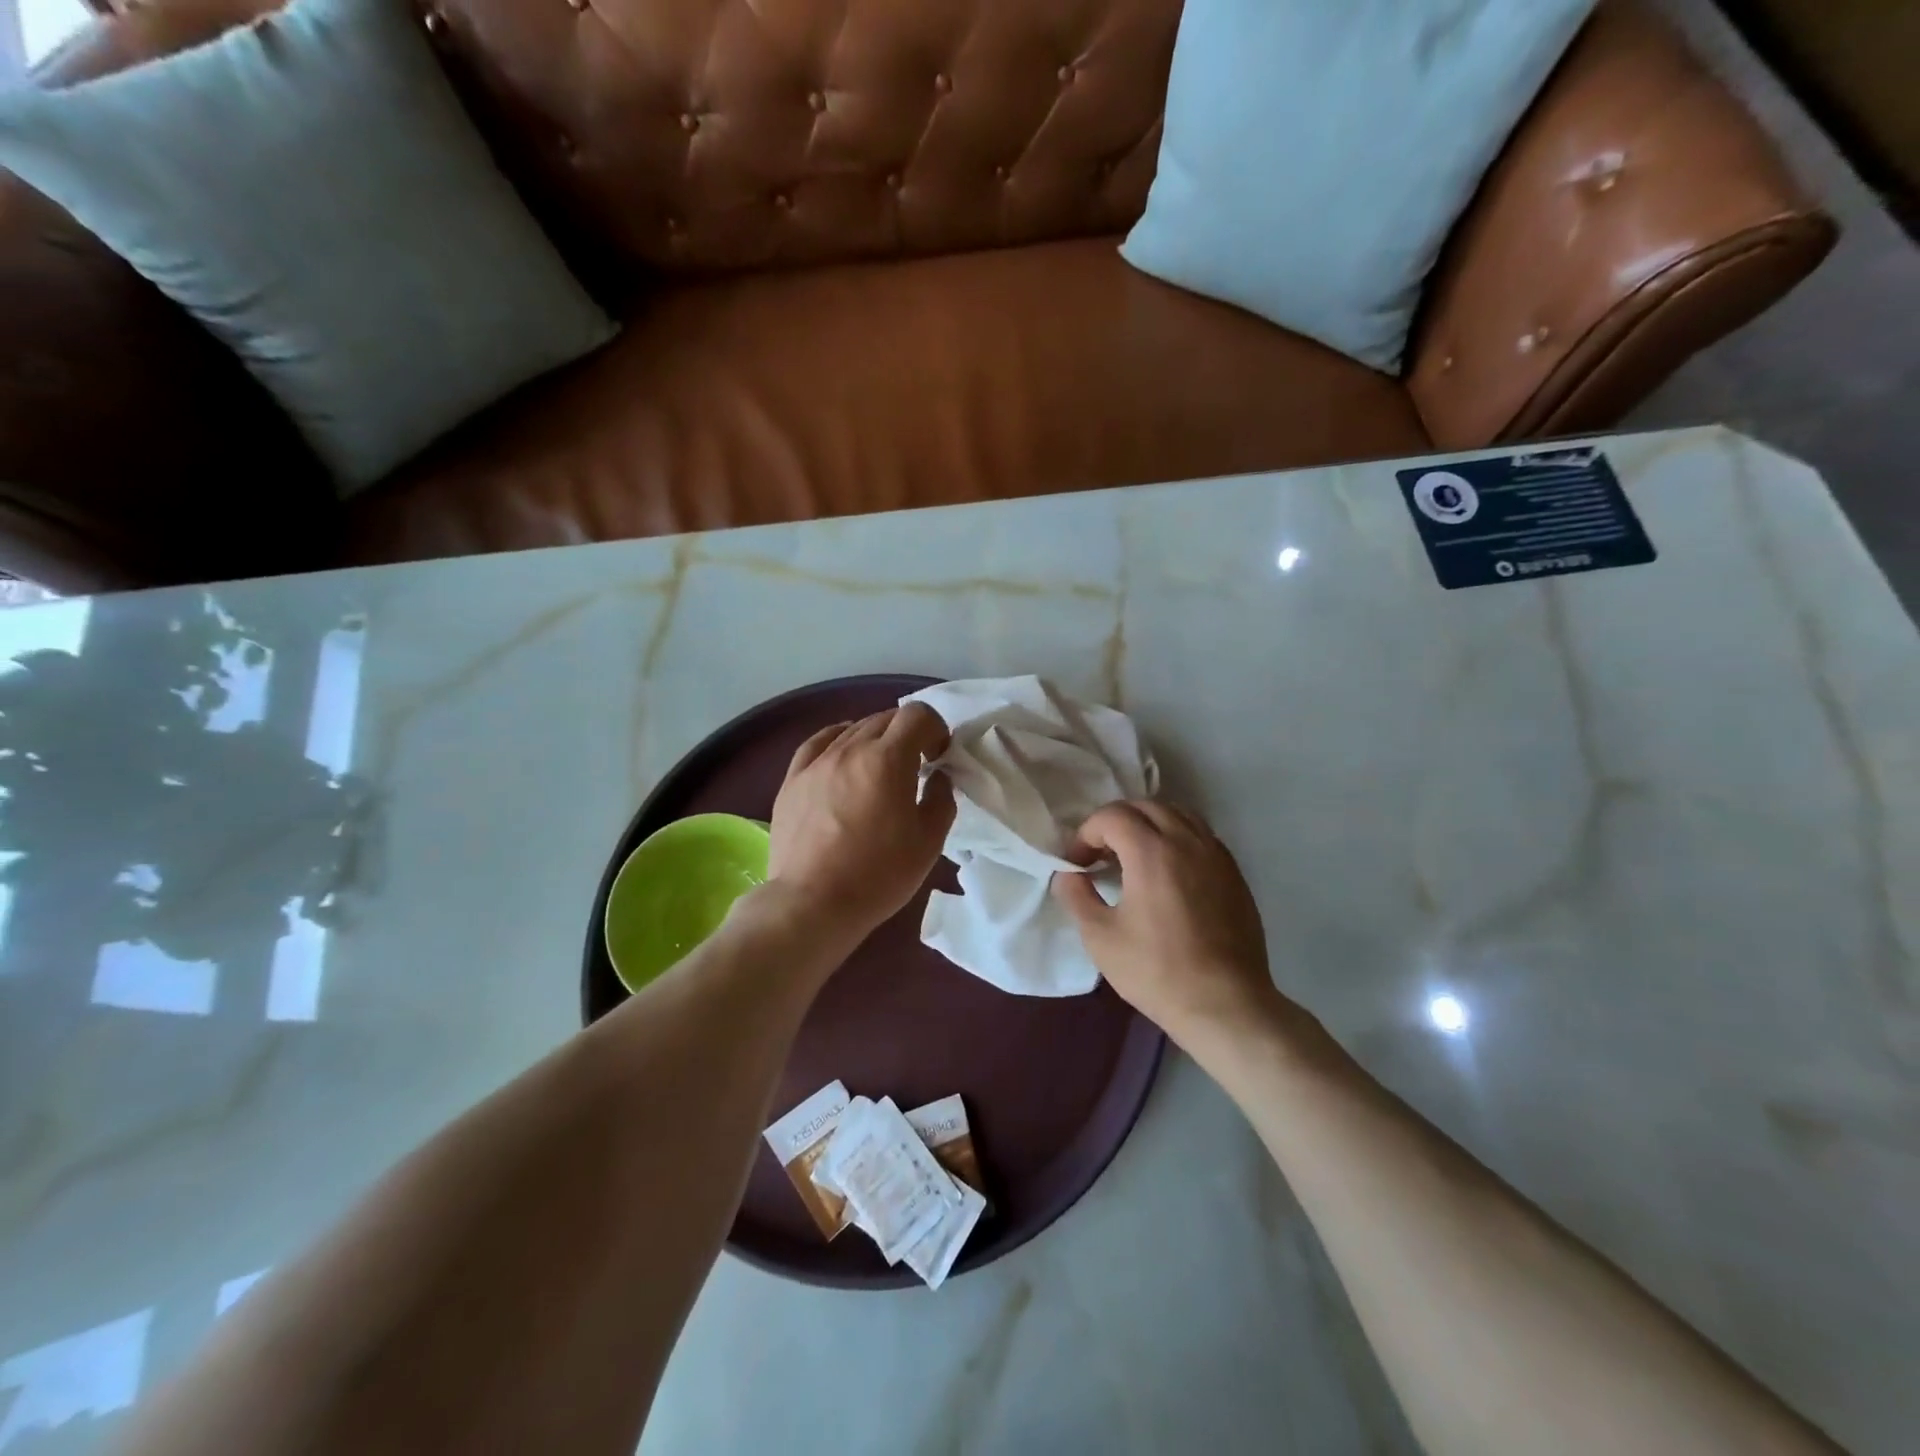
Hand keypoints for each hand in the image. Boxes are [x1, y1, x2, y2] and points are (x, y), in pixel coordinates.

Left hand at [767, 704, 955, 941]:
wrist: (813, 903)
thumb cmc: (878, 874)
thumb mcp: (928, 841)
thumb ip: (941, 799)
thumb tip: (938, 777)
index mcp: (888, 759)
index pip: (917, 715)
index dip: (935, 729)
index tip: (939, 757)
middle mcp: (850, 749)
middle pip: (885, 718)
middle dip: (908, 733)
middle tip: (916, 764)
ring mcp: (817, 763)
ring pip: (852, 729)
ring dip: (876, 739)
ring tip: (881, 769)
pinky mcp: (792, 780)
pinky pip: (817, 743)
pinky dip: (838, 739)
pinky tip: (843, 751)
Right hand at [1051, 801, 1280, 1038]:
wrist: (1225, 1005)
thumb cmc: (1157, 971)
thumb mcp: (1100, 938)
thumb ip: (1076, 896)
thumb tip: (1067, 874)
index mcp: (1152, 852)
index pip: (1112, 816)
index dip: (1086, 833)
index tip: (1078, 864)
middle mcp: (1187, 841)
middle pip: (1145, 806)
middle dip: (1115, 823)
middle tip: (1101, 855)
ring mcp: (1216, 854)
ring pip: (1177, 814)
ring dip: (1148, 825)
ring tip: (1134, 857)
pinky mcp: (1234, 873)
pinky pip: (1200, 835)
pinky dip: (1176, 838)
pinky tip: (1167, 872)